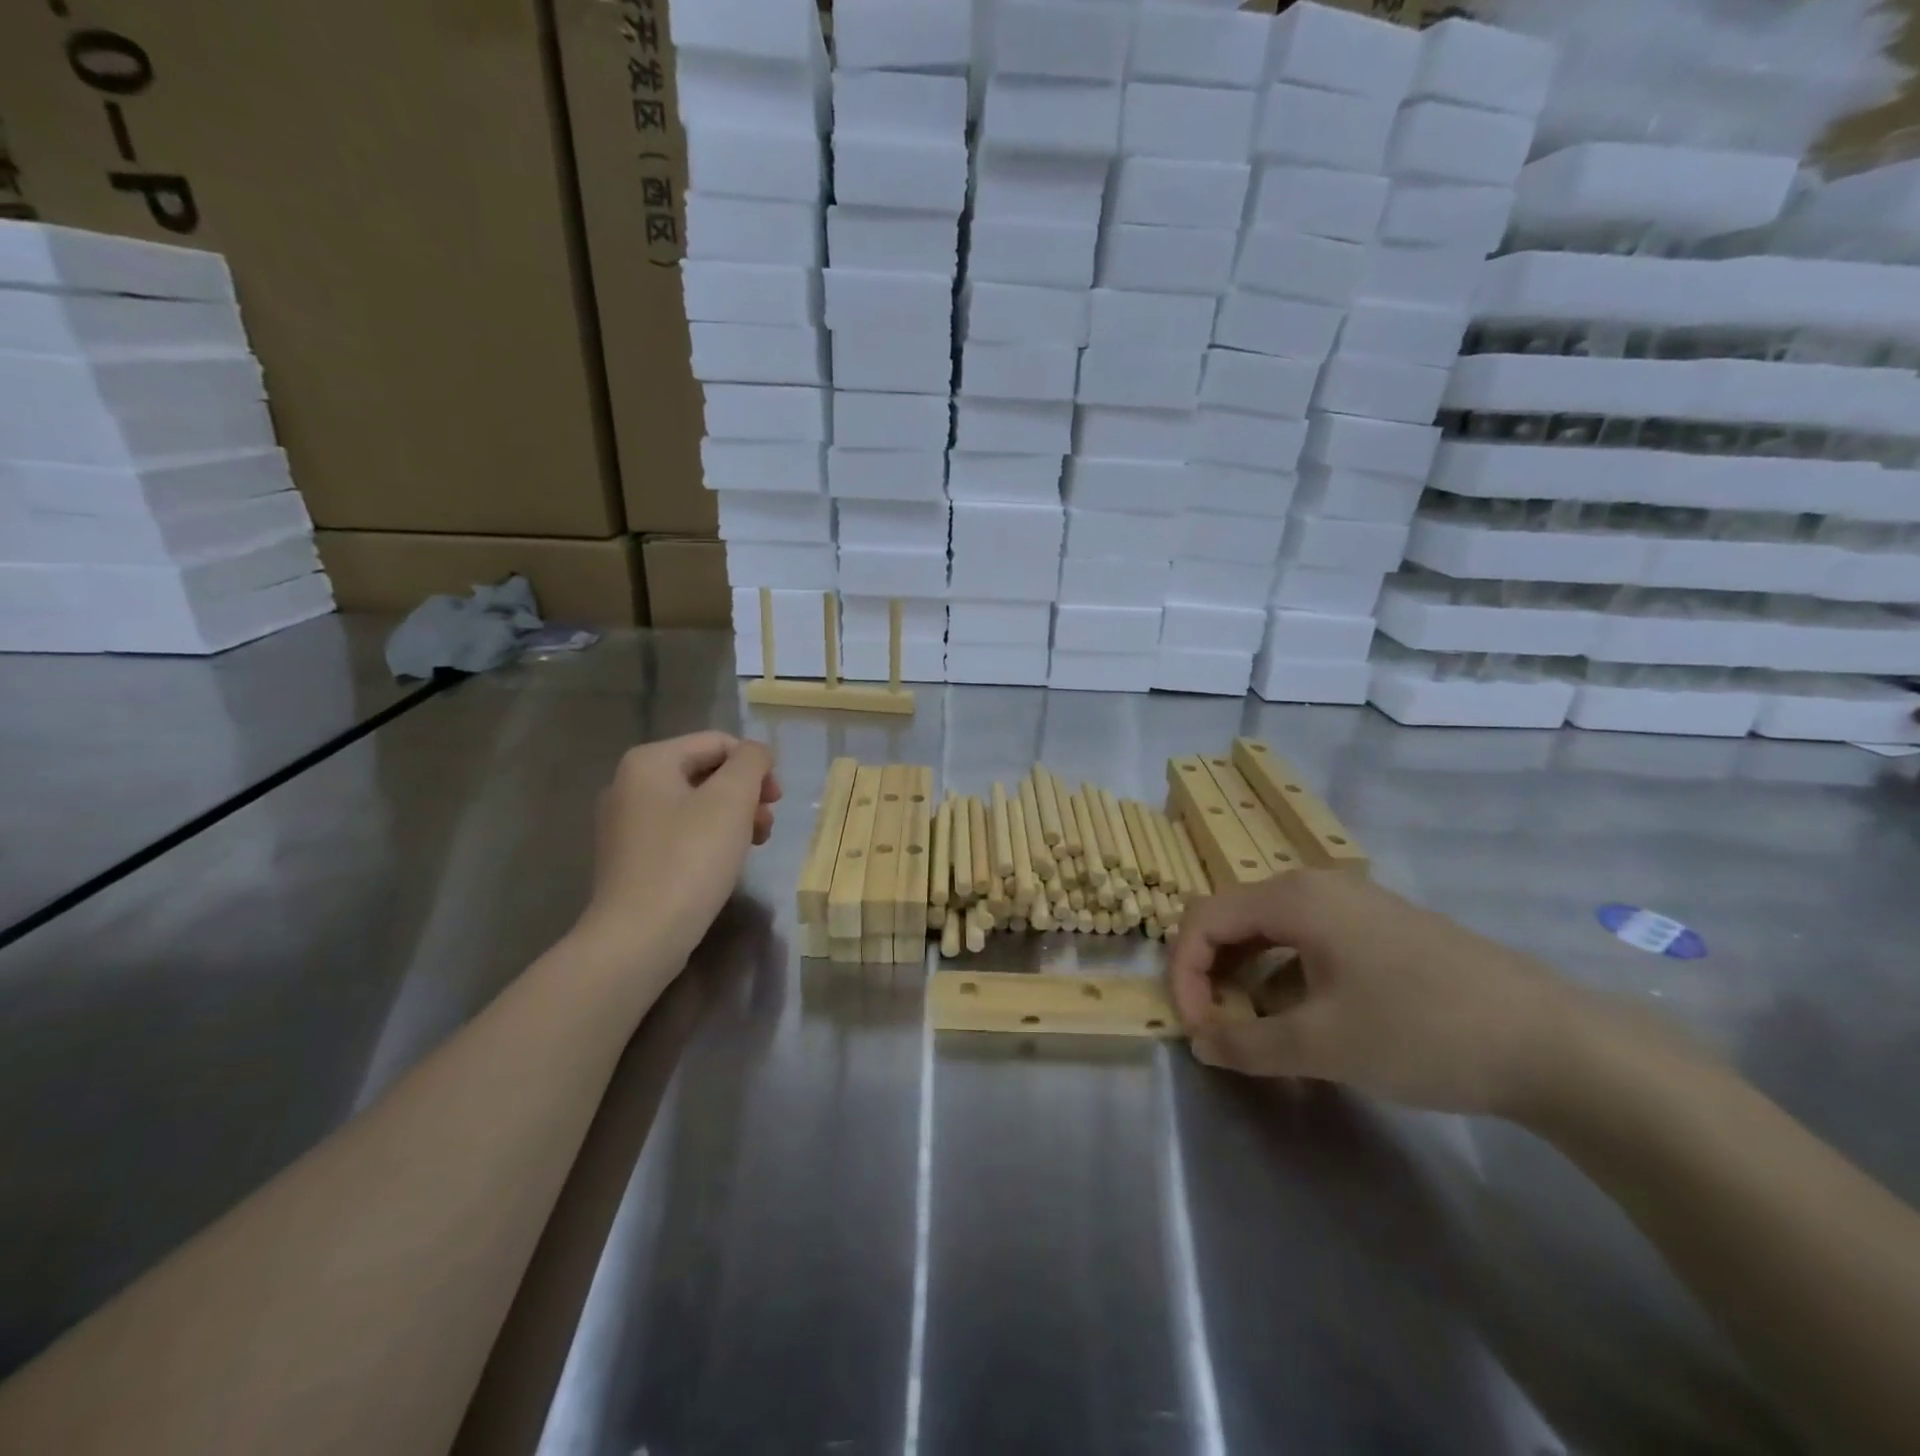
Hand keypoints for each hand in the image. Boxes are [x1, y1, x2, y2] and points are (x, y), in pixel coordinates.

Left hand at [577, 732, 780, 970]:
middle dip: (745, 793)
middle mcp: (629, 784)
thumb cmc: (690, 858)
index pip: (718, 743)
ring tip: (755, 844)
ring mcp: (626, 823)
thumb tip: (756, 753)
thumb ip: (751, 762)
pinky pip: (680, 832)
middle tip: (768, 823)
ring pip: (695, 804)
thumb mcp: (732, 799)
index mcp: (649, 761)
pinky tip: (726, 863)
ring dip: (733, 817)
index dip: (756, 765)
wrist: (640, 935)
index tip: (777, 799)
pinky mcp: (631, 858)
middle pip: (706, 772)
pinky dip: (709, 838)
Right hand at [1168, 872, 1600, 1118]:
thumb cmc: (1423, 1031)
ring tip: (1258, 1033)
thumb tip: (1200, 1045)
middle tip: (1219, 1031)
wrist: (1556, 1044)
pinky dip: (1286, 979)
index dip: (1184, 973)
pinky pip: (1307, 943)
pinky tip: (1306, 1022)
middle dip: (1212, 975)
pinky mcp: (1380, 930)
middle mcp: (1316, 887)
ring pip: (1270, 933)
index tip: (1197, 1031)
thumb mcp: (1324, 1046)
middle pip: (1233, 919)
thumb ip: (1248, 1045)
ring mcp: (1353, 906)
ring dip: (1248, 979)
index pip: (1204, 919)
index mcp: (1294, 897)